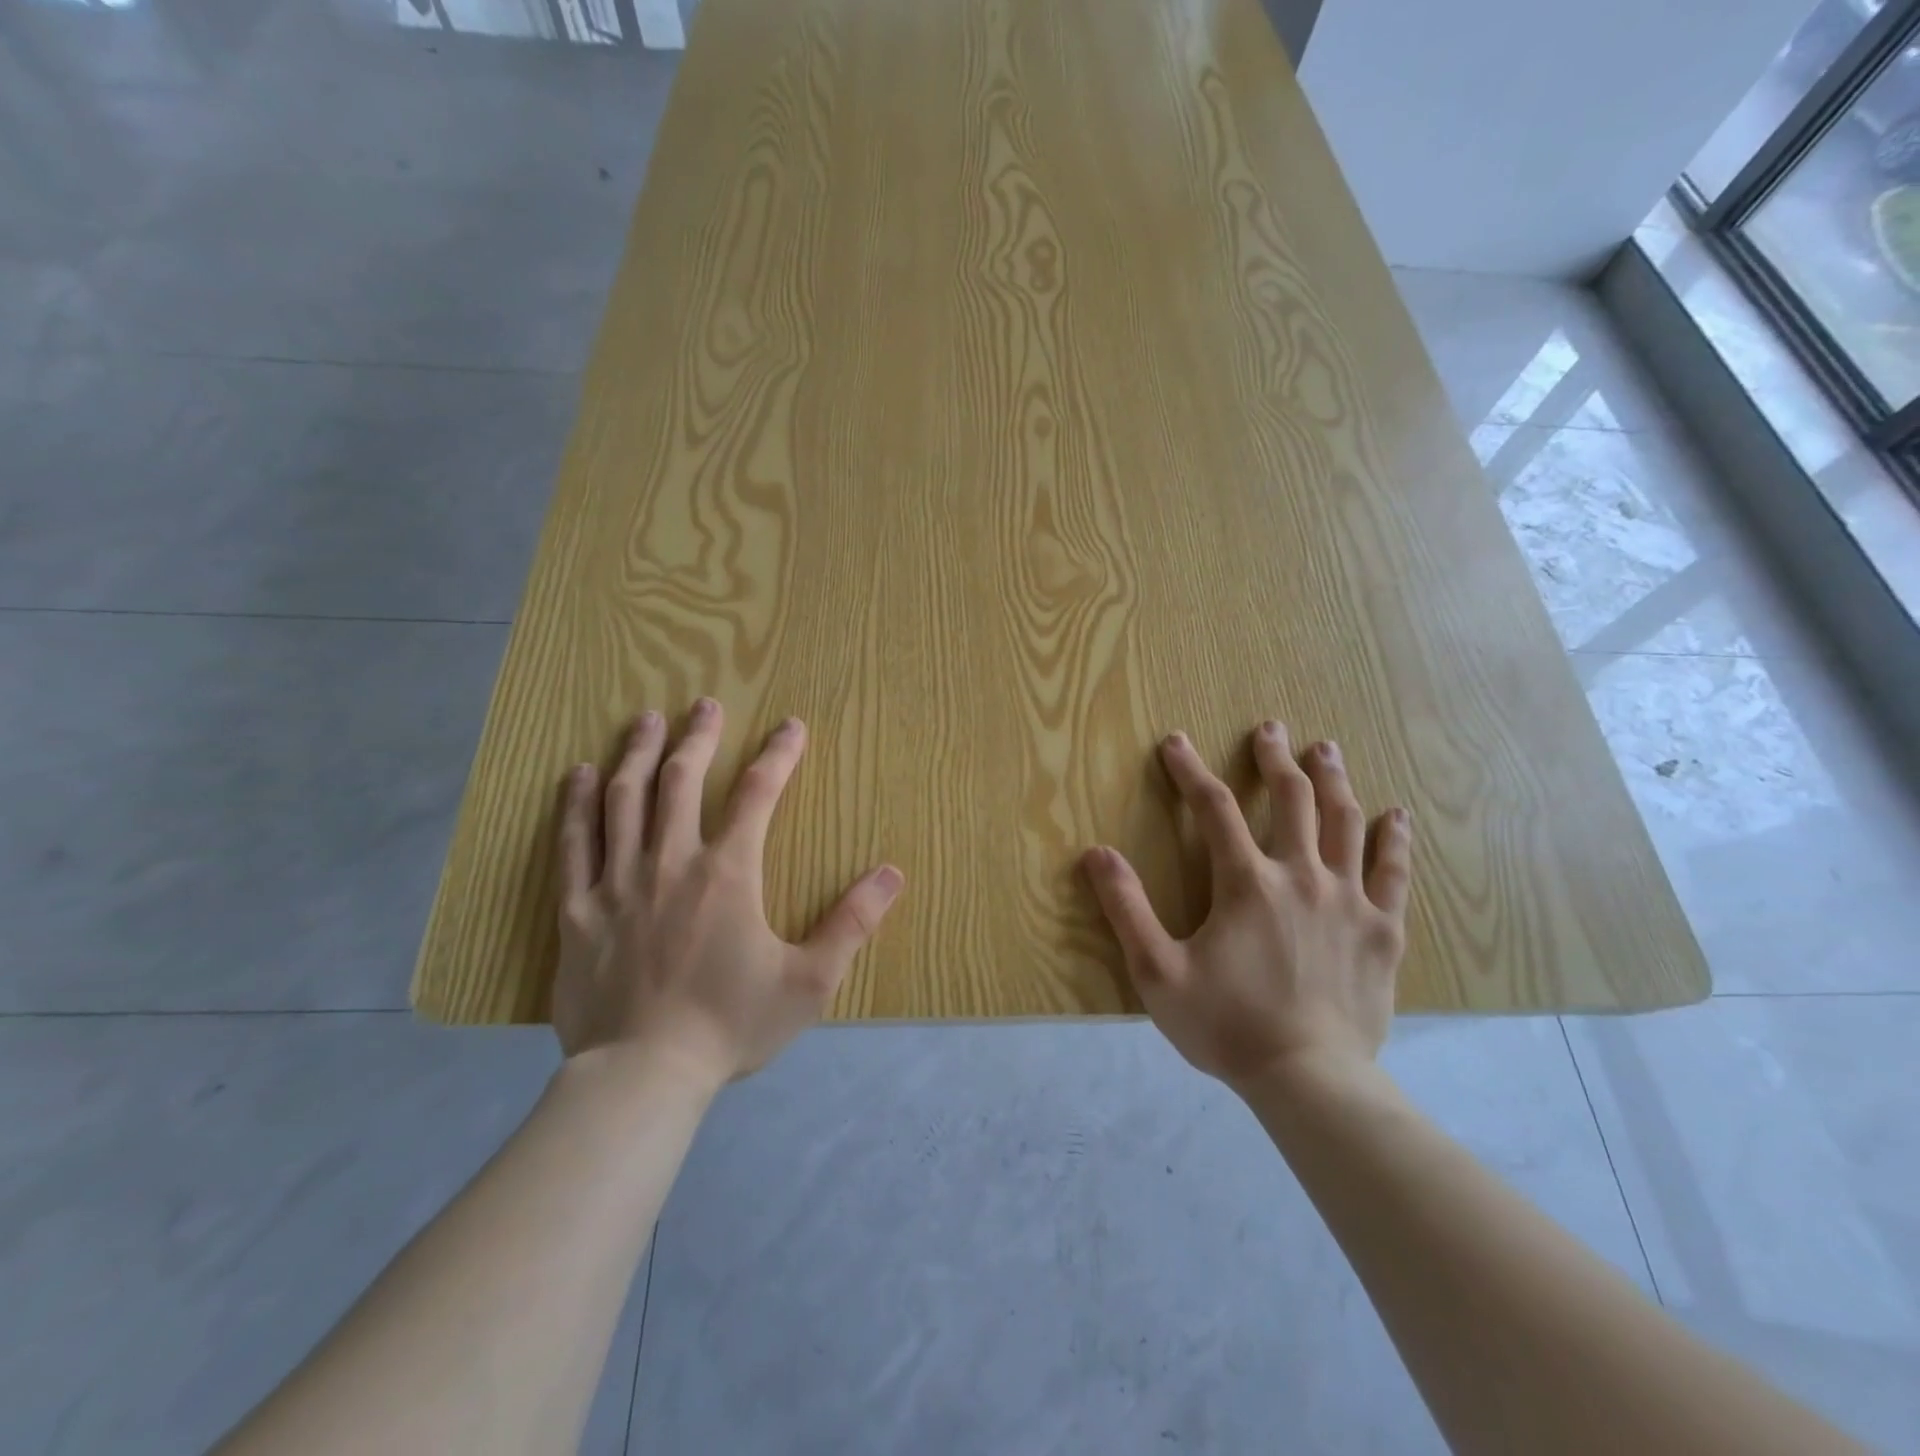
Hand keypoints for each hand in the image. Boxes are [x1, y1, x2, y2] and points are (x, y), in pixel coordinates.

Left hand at [550, 699, 904, 1085]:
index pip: (759, 794)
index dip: (778, 754)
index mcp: (728, 873)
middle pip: (683, 780)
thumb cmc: (729, 1025)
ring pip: (624, 799)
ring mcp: (618, 882)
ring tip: (646, 720)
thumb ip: (852, 923)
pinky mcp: (578, 909)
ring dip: (639, 753)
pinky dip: (576, 804)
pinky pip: (574, 844)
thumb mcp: (808, 981)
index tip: (791, 726)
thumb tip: (892, 873)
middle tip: (705, 704)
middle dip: (699, 737)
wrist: (642, 1077)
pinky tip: (580, 775)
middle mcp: (671, 861)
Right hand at [1081, 722, 1411, 1090]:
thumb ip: (1126, 908)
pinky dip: (1393, 840)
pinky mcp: (1382, 931)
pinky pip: (1393, 873)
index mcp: (1247, 883)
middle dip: (1276, 759)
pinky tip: (1396, 815)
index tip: (1176, 742)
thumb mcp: (1157, 972)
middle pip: (1292, 800)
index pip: (1214, 808)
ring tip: (1326, 751)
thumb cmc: (1227, 1026)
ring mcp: (1349, 901)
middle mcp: (1301, 876)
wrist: (1310, 1081)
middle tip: (1272, 728)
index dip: (1191, 770)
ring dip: (1333, 781)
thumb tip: (1097, 853)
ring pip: (1344, 824)